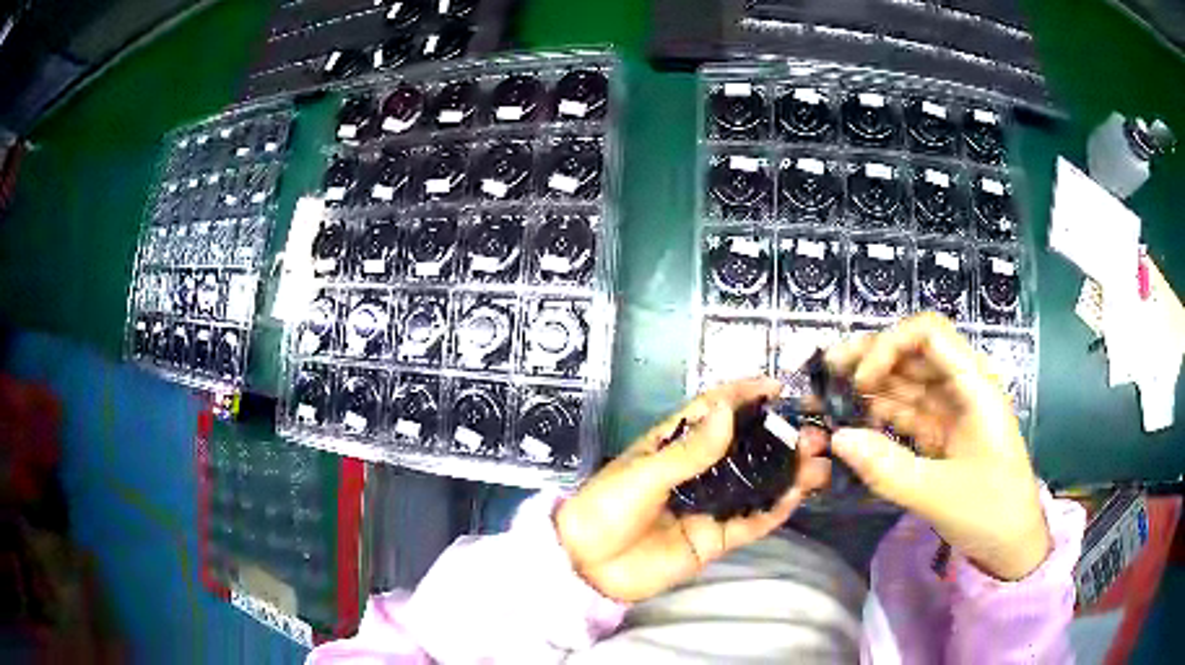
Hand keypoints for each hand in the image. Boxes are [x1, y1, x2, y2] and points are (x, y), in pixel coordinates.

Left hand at [555, 378, 831, 601]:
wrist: (588, 567)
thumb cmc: (606, 510)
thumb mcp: (643, 475)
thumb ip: (688, 451)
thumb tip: (727, 409)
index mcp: (674, 446)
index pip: (713, 412)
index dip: (743, 396)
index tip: (777, 387)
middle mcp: (698, 473)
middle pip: (745, 449)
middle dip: (779, 438)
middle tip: (812, 433)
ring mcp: (709, 506)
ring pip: (756, 486)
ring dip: (787, 474)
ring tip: (818, 464)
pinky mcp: (714, 539)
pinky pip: (751, 523)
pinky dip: (775, 511)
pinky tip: (797, 496)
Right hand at [826, 313, 1049, 580]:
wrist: (1011, 546)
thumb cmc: (990, 512)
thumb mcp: (938, 494)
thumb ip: (887, 467)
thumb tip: (837, 438)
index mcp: (974, 387)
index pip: (929, 334)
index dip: (890, 345)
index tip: (860, 380)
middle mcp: (962, 389)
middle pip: (912, 354)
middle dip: (869, 359)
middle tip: (824, 375)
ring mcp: (950, 413)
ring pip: (905, 384)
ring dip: (868, 388)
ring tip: (826, 398)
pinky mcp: (940, 437)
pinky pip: (905, 415)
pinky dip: (878, 417)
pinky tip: (852, 423)